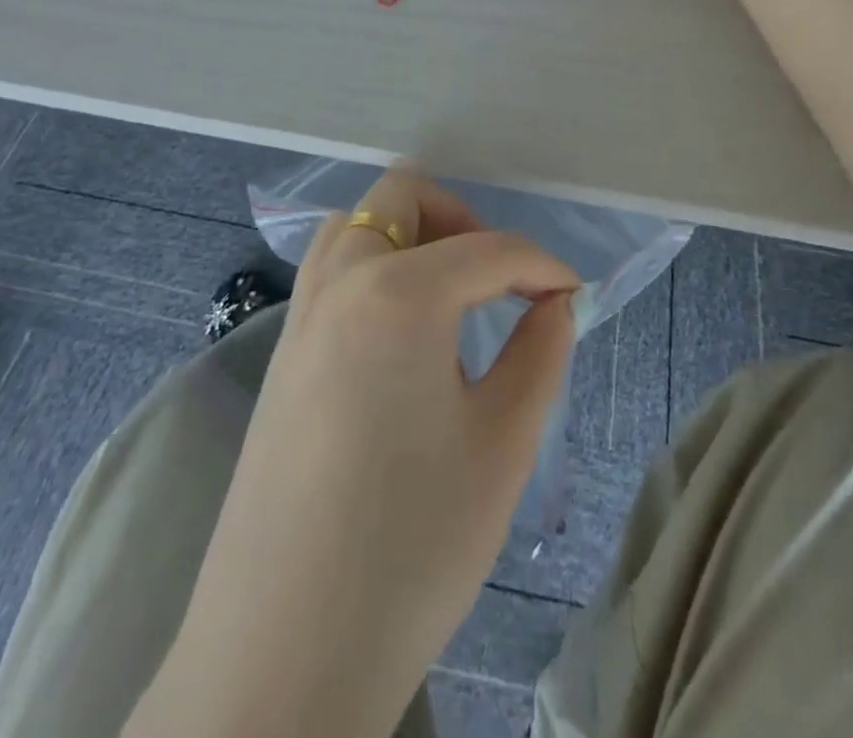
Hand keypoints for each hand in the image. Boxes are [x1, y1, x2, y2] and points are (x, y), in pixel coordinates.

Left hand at [138, 170, 578, 737]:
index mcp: (398, 293)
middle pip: (402, 198)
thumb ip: (539, 353)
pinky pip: (330, 272)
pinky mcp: (280, 354)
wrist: (281, 654)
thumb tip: (554, 305)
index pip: (489, 250)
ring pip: (355, 226)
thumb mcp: (502, 444)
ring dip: (408, 235)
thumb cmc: (410, 545)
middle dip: (463, 221)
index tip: (573, 297)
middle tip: (498, 280)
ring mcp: (299, 315)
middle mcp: (340, 282)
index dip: (542, 267)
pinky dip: (373, 267)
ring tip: (450, 296)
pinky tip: (401, 333)